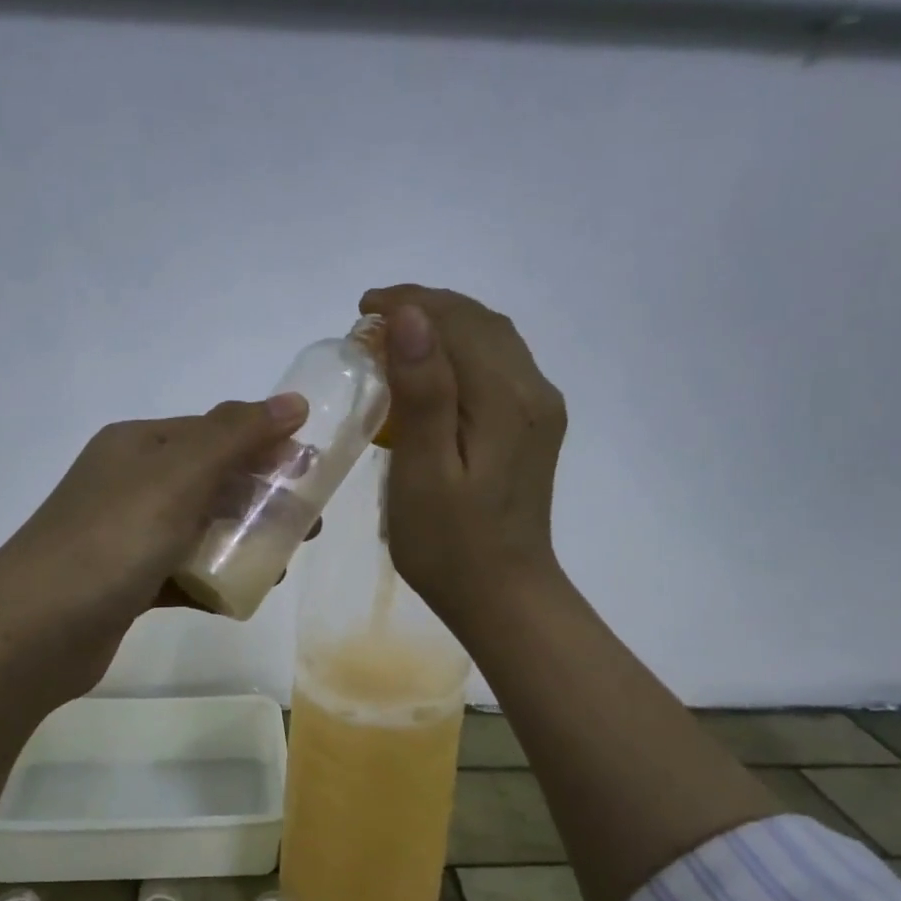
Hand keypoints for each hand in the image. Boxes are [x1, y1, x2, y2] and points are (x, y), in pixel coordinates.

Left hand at [0, 394, 307, 706]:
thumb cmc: (112, 541)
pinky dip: (213, 580)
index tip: (313, 474)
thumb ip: (236, 436)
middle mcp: (130, 483)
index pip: (215, 432)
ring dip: (243, 542)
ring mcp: (126, 536)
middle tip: (307, 527)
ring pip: (200, 529)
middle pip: (212, 481)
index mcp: (139, 446)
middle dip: (263, 499)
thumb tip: (292, 401)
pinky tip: (241, 597)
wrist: (34, 632)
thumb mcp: (178, 476)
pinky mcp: (126, 584)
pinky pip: (183, 573)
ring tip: (281, 566)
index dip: (266, 447)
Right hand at [360, 284, 567, 628]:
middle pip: (480, 323)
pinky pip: (499, 367)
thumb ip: (422, 393)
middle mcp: (533, 392)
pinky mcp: (533, 428)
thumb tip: (409, 317)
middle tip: (371, 320)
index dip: (410, 303)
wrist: (503, 596)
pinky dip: (462, 353)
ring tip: (396, 337)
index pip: (458, 323)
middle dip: (426, 308)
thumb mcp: (423, 473)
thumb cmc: (449, 545)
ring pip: (493, 341)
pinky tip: (433, 371)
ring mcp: (539, 411)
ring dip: (445, 326)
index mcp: (506, 401)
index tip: (361, 309)